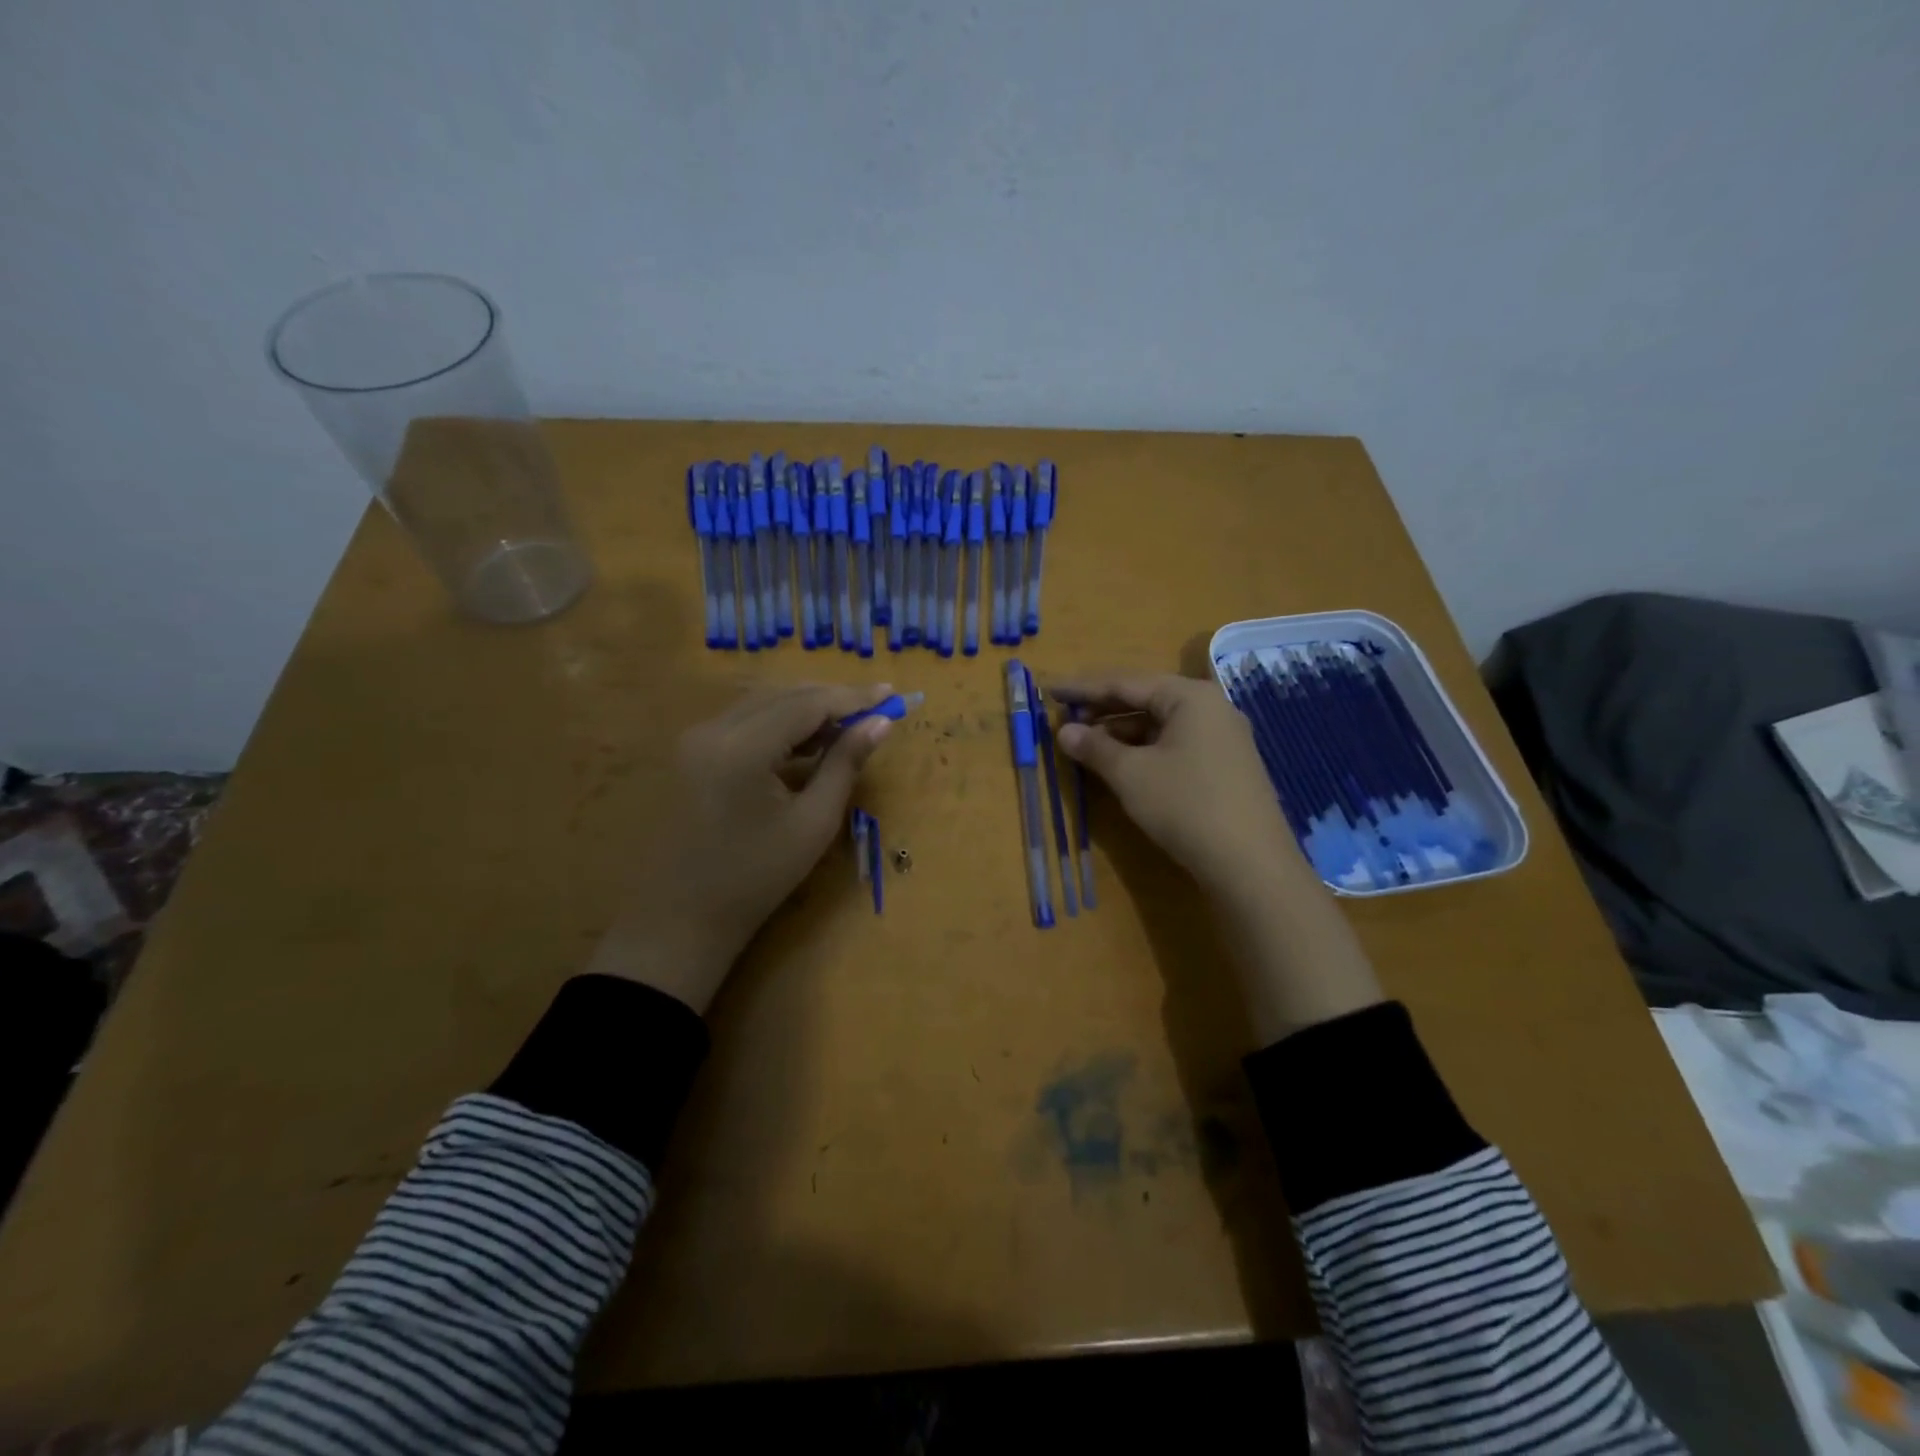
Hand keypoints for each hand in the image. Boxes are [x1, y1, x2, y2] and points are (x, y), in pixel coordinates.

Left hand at [587, 682, 894, 1013]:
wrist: (682, 918)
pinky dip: (780, 724)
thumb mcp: (813, 823)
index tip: (891, 694)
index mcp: (742, 747)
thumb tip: (881, 723)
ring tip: (848, 728)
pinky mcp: (692, 751)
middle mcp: (713, 729)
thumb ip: (846, 764)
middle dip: (831, 699)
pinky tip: (807, 743)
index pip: (807, 703)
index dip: (853, 697)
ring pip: (763, 703)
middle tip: (875, 710)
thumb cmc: (756, 878)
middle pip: (784, 695)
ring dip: (806, 709)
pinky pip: (745, 721)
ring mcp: (696, 738)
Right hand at [1053, 672, 1381, 1040]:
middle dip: (1103, 711)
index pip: (1126, 683)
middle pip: (1146, 699)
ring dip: (1122, 733)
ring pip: (1161, 725)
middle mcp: (1211, 708)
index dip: (1084, 688)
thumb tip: (1064, 731)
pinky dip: (1145, 750)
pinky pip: (1176, 745)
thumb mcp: (1131, 775)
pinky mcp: (1227, 766)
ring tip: (1087, 747)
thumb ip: (1095, 747)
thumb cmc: (1186, 806)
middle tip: (1065, 720)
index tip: (1051, 691)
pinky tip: (1123, 766)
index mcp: (1190, 697)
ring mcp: (1223, 738)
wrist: (1251, 864)